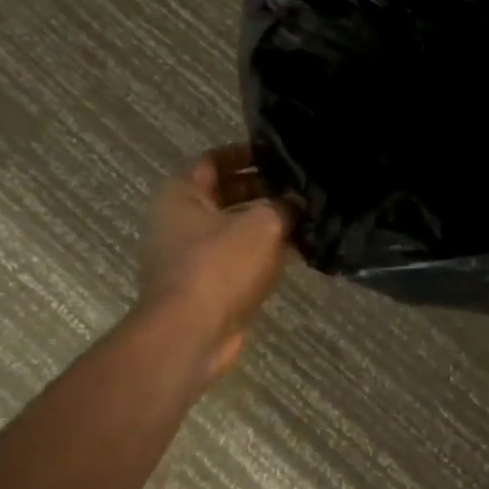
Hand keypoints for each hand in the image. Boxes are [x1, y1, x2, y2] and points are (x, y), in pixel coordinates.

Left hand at [138, 145, 290, 377]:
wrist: (190, 335)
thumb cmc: (219, 265)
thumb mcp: (262, 224)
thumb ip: (284, 206)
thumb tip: (297, 204)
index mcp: (182, 194)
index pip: (214, 159)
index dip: (247, 153)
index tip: (280, 155)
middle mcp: (180, 221)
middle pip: (226, 193)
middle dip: (264, 189)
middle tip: (301, 186)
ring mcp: (191, 256)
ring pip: (235, 228)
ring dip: (267, 223)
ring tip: (307, 216)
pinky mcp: (206, 286)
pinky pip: (239, 259)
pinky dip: (263, 253)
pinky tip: (298, 251)